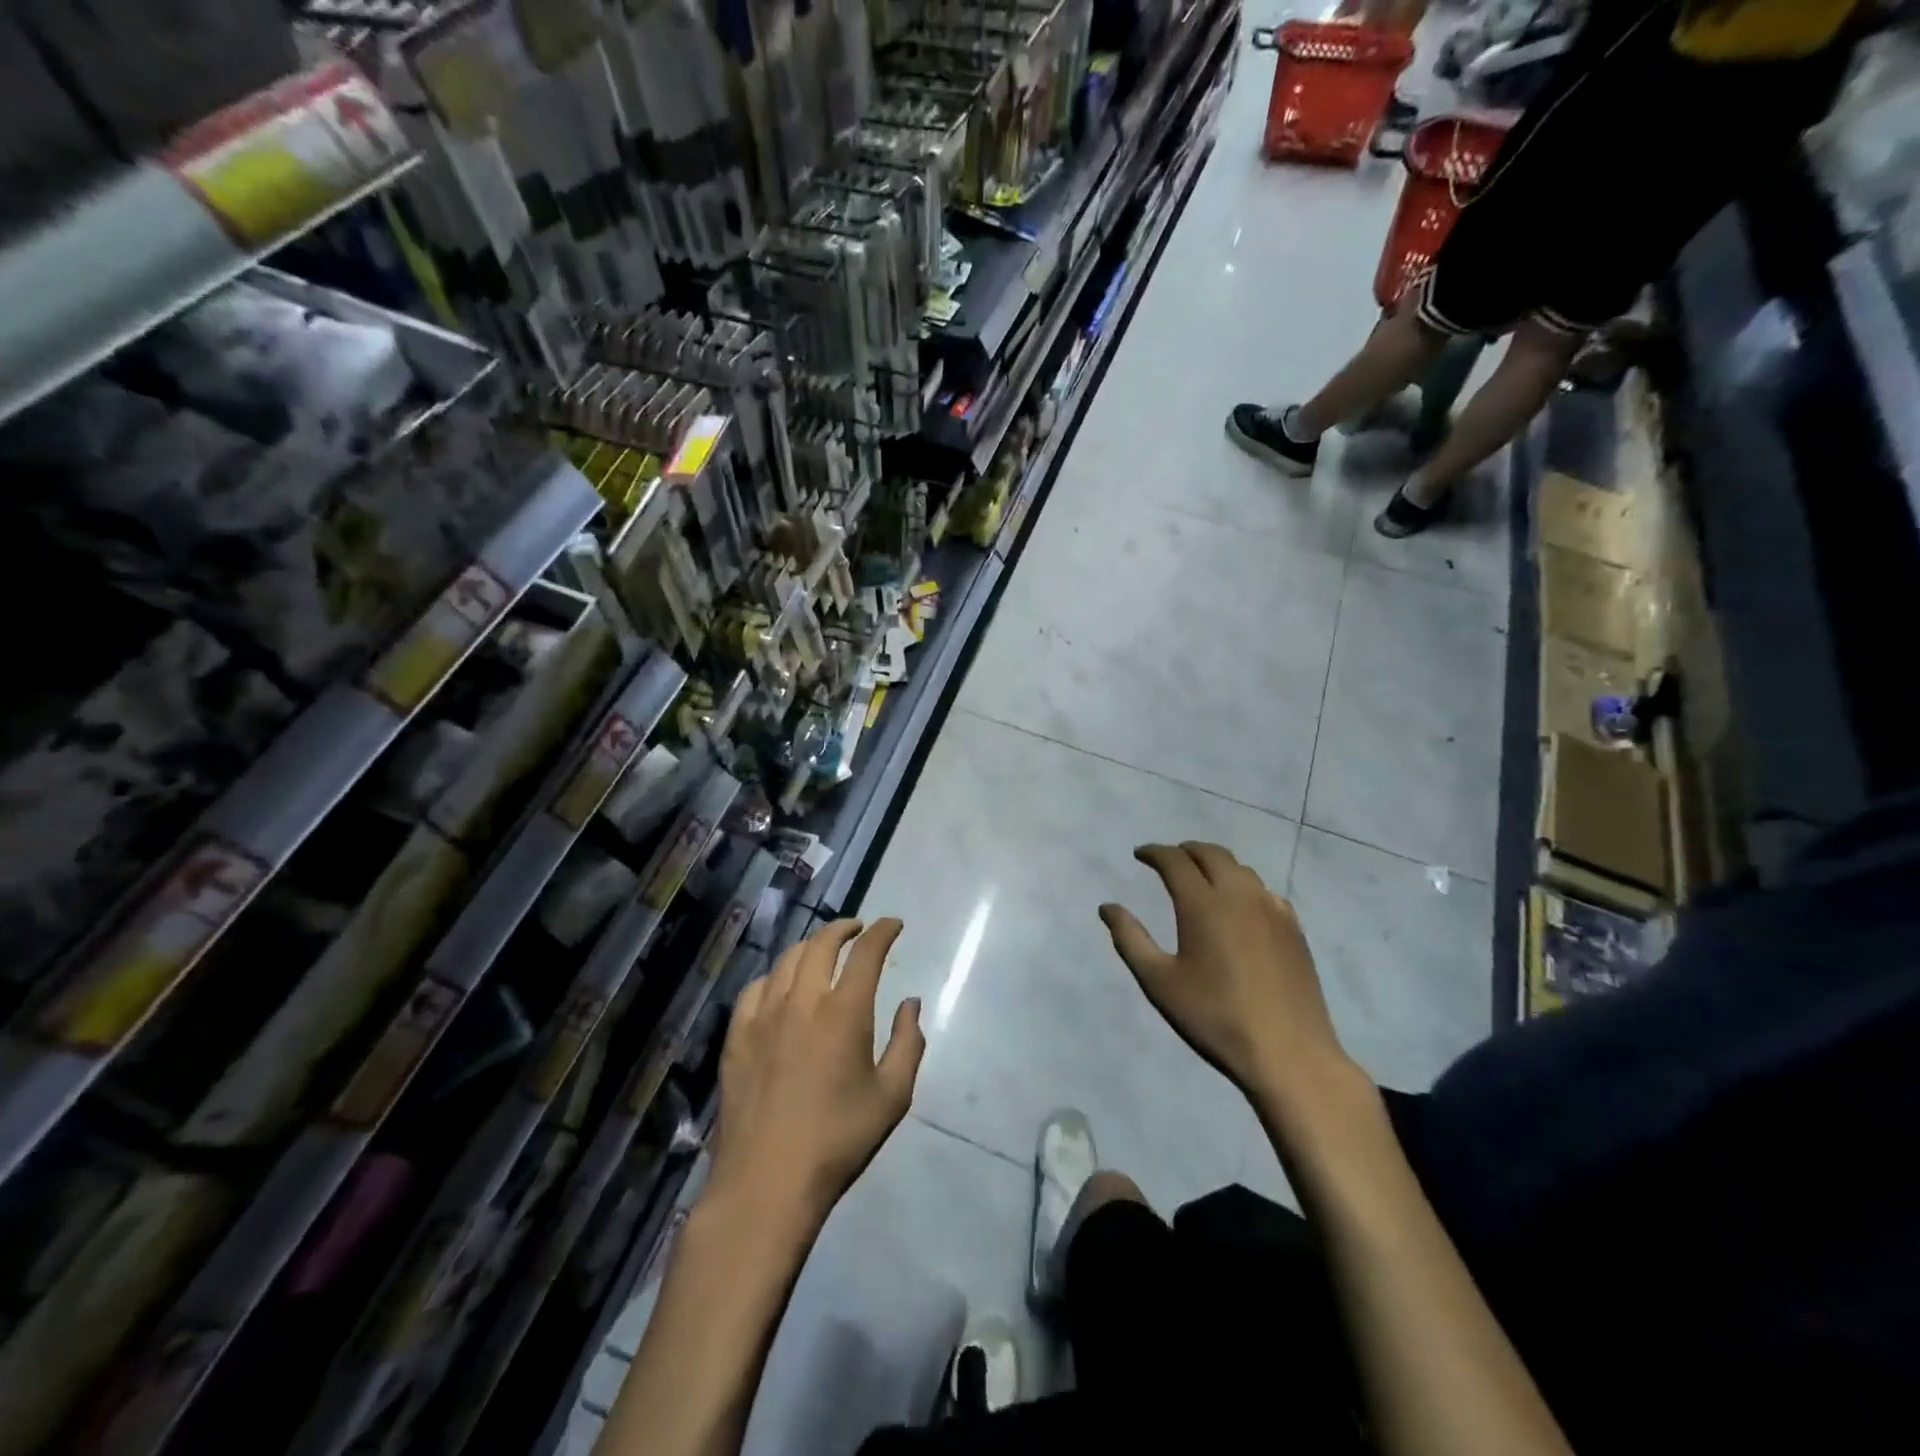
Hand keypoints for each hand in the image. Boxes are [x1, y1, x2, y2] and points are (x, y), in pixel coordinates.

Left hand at [707, 919, 923, 1231]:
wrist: (767, 1181)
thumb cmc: (839, 1140)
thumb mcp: (892, 1097)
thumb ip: (909, 1043)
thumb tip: (911, 1003)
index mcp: (845, 1011)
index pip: (867, 952)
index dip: (883, 931)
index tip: (893, 924)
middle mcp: (803, 1000)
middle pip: (822, 944)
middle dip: (844, 928)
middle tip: (858, 929)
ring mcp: (764, 1015)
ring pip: (787, 960)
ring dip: (811, 946)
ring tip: (822, 951)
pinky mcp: (736, 1035)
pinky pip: (755, 988)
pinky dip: (775, 976)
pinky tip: (780, 986)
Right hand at [1100, 843, 1362, 1118]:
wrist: (1288, 1053)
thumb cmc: (1214, 1017)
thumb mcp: (1159, 982)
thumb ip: (1130, 939)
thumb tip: (1108, 907)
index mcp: (1203, 904)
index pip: (1175, 861)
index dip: (1154, 852)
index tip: (1140, 855)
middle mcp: (1240, 895)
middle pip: (1211, 854)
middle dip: (1186, 850)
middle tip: (1168, 859)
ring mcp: (1272, 910)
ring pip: (1241, 869)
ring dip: (1215, 864)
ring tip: (1200, 877)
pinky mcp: (1294, 929)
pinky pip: (1264, 890)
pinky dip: (1243, 885)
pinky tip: (1239, 905)